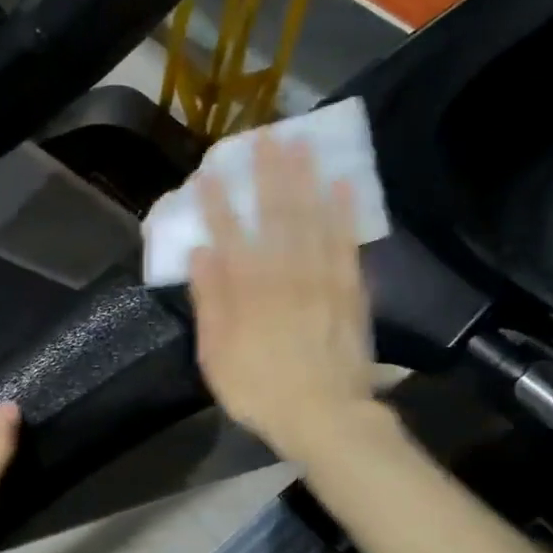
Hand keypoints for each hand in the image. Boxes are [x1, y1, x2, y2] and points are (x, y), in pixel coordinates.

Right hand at [188, 135, 379, 463]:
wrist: (325, 416)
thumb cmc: (260, 390)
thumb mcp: (216, 355)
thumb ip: (210, 302)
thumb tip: (201, 254)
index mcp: (247, 289)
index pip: (229, 235)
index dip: (218, 202)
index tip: (209, 172)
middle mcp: (285, 273)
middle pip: (275, 215)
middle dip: (267, 174)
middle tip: (264, 136)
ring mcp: (322, 278)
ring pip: (312, 219)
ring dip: (305, 180)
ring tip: (301, 144)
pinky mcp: (351, 289)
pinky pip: (348, 243)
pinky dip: (345, 213)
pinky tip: (342, 185)